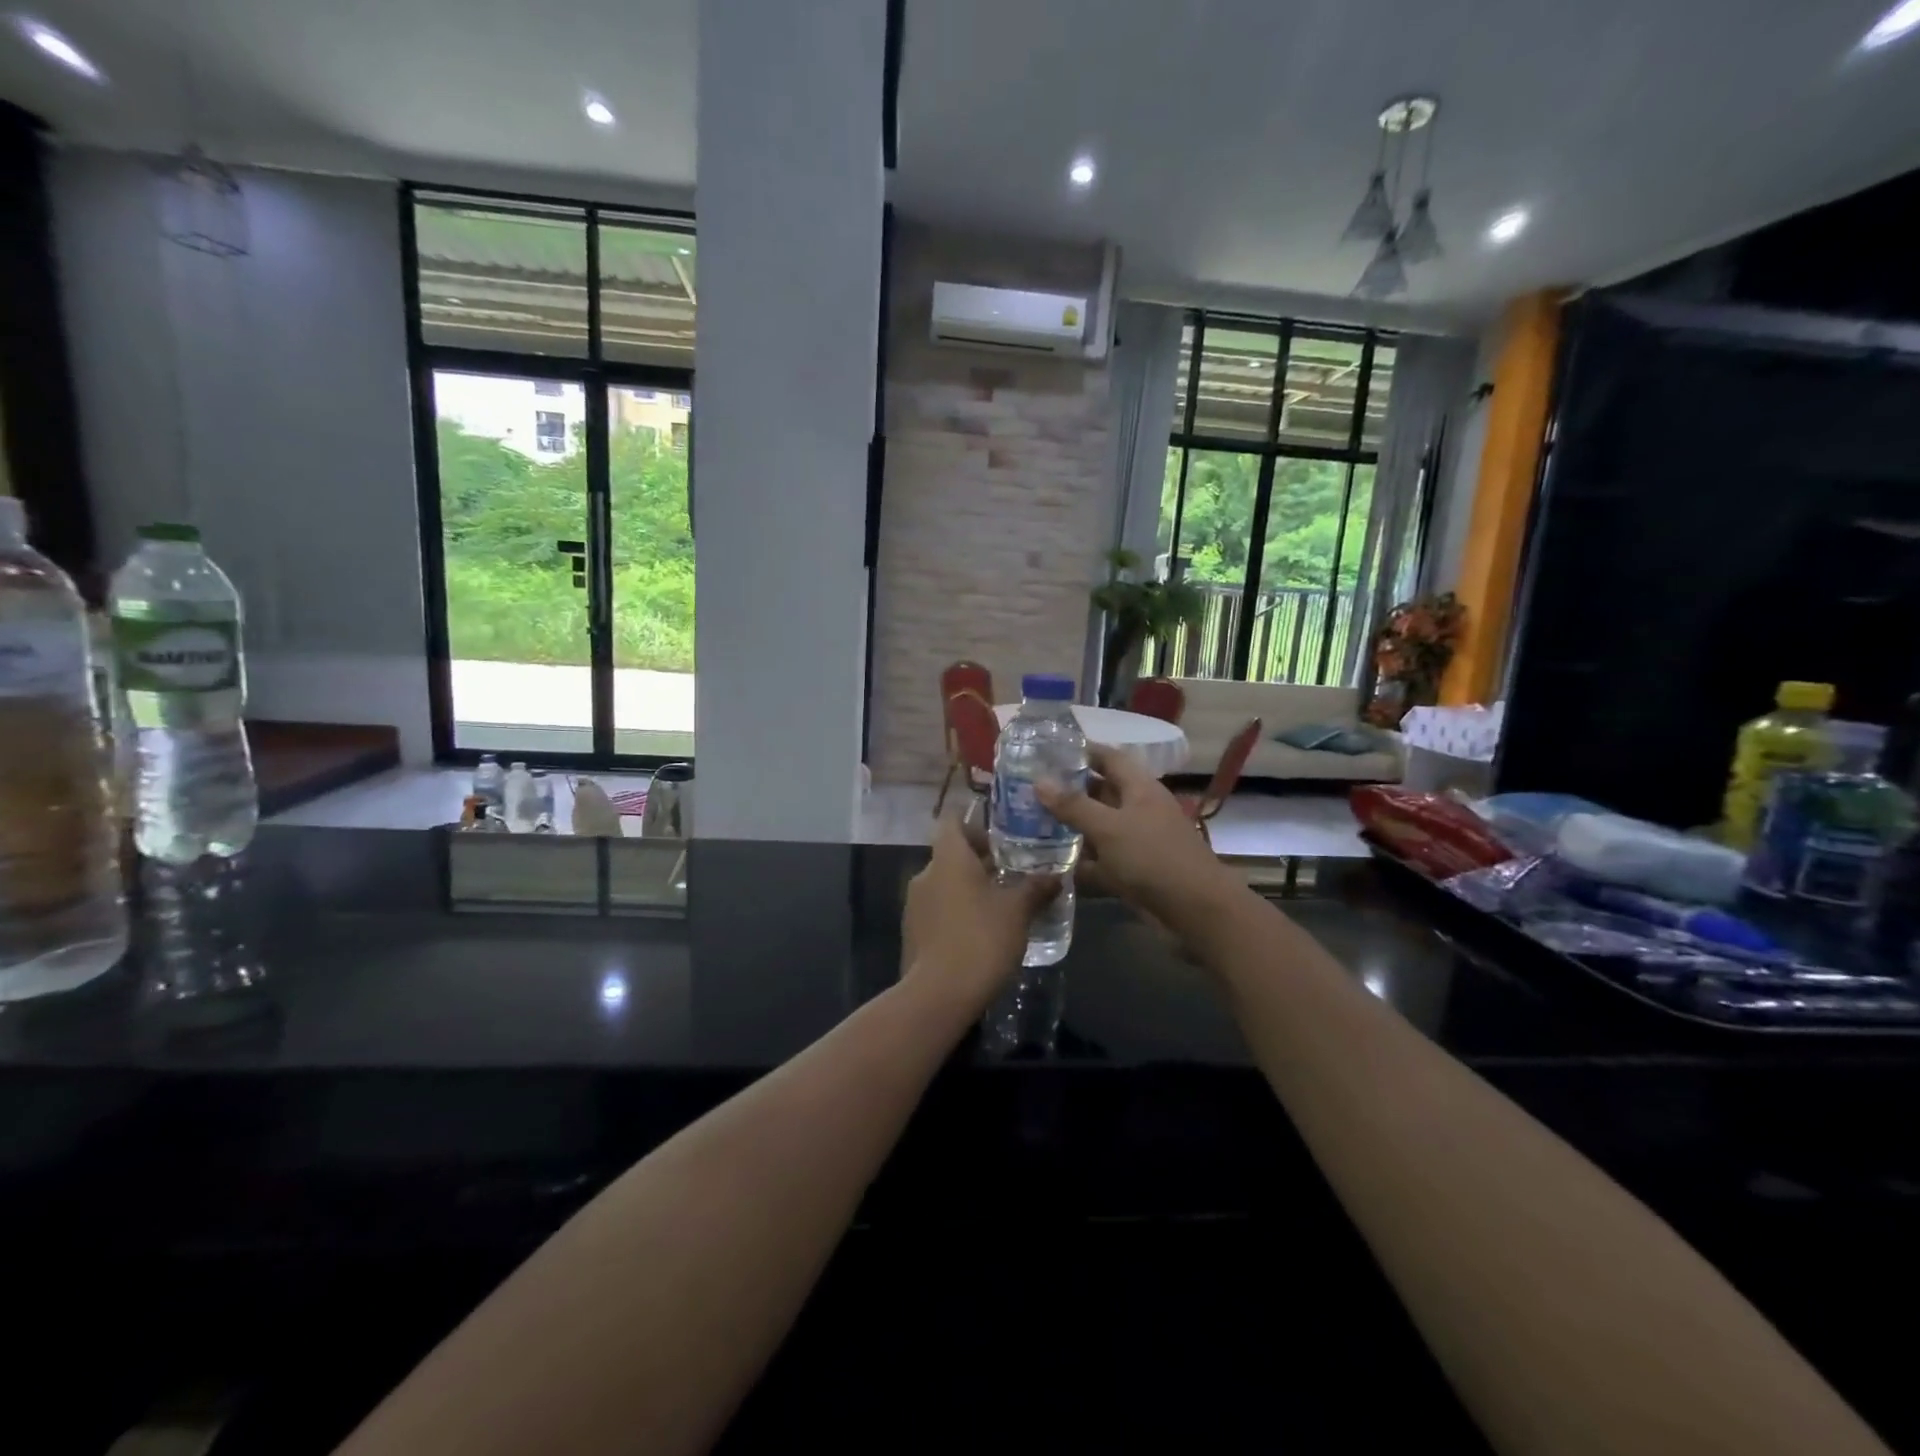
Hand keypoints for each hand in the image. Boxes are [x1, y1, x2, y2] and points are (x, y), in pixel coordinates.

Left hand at [902, 815, 1055, 1016]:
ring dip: (968, 886)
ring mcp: (914, 904)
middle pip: (950, 854)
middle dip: (979, 859)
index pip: (952, 822)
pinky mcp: (912, 932)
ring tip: (1001, 900)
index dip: (973, 821)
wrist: (939, 995)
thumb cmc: (981, 939)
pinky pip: (938, 908)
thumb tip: (1055, 875)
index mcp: (948, 859)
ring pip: (944, 883)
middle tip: (1012, 869)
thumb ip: (1035, 888)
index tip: (998, 832)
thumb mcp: (1018, 912)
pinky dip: (957, 909)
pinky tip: (981, 929)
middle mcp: (925, 874)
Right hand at [1037, 745, 1240, 929]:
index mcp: (1139, 788)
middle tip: (1029, 790)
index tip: (1046, 751)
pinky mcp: (1133, 872)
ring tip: (1030, 824)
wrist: (1196, 912)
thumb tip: (1039, 781)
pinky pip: (1101, 860)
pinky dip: (1080, 862)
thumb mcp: (1108, 828)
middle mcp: (1138, 810)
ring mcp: (1136, 842)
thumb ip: (1073, 806)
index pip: (1108, 758)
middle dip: (1068, 791)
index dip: (1081, 751)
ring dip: (1070, 828)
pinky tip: (1050, 864)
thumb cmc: (1153, 858)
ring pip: (1098, 828)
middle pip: (1100, 793)